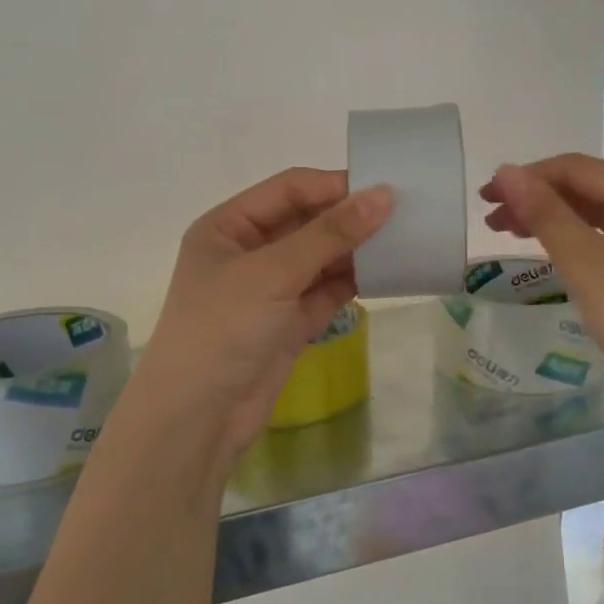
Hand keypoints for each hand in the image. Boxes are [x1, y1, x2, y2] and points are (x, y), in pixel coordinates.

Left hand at [134, 169, 392, 457]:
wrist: (199, 417)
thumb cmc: (223, 329)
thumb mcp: (273, 273)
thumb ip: (329, 234)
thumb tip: (383, 195)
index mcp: (228, 226)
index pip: (288, 190)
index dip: (334, 186)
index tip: (384, 188)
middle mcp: (248, 252)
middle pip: (307, 222)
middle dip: (349, 219)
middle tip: (404, 214)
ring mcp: (270, 289)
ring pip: (321, 258)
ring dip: (356, 251)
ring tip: (404, 241)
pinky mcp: (289, 322)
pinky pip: (327, 291)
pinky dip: (353, 283)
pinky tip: (387, 274)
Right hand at [480, 154, 603, 405]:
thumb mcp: (586, 262)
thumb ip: (545, 214)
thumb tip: (506, 172)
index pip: (576, 168)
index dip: (525, 178)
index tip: (484, 198)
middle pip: (589, 188)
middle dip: (537, 199)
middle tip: (491, 222)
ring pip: (600, 214)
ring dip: (555, 220)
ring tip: (512, 235)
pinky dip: (579, 240)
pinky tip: (556, 253)